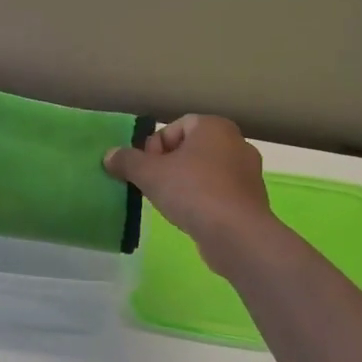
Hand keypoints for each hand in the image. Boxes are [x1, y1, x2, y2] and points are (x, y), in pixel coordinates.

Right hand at [104, 115, 275, 264]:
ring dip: (185, 184)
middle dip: (168, 166)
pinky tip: (191, 217)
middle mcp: (236, 143)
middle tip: (154, 186)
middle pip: (190, 149)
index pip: (175, 127)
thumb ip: (127, 161)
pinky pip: (219, 192)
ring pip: (205, 172)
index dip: (154, 147)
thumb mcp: (149, 174)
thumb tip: (109, 155)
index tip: (146, 169)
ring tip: (171, 204)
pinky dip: (203, 200)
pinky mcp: (251, 200)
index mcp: (214, 127)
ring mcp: (248, 172)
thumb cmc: (193, 191)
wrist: (236, 234)